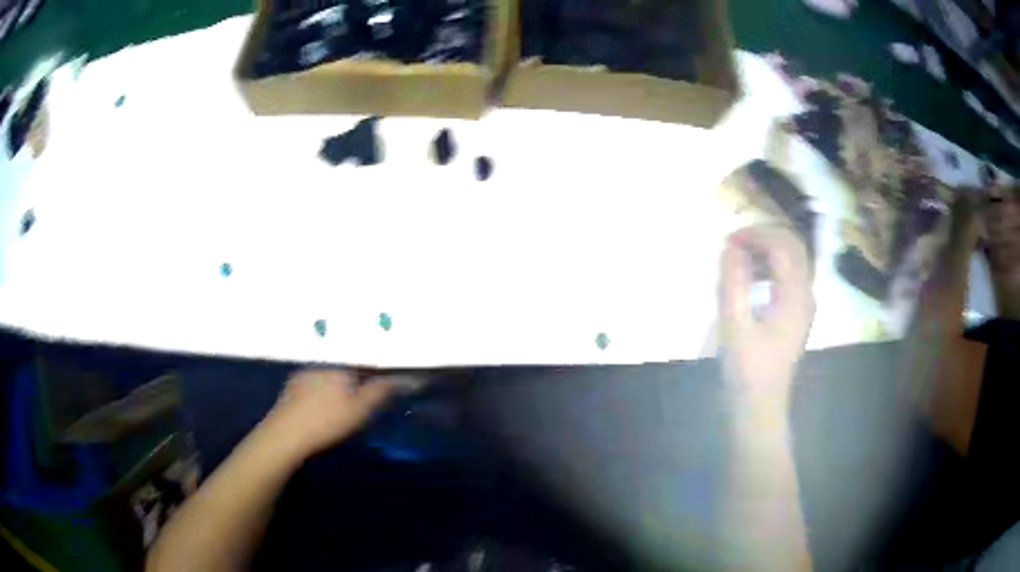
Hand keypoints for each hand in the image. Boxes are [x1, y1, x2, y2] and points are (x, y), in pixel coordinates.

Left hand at [264, 369, 396, 455]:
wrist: (285, 434)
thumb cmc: (327, 422)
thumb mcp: (360, 410)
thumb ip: (380, 391)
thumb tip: (404, 377)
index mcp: (341, 366)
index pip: (364, 363)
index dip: (376, 374)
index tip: (383, 386)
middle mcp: (322, 364)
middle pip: (345, 368)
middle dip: (355, 378)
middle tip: (362, 400)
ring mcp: (304, 374)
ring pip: (327, 375)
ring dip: (336, 385)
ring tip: (341, 405)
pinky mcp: (291, 387)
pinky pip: (312, 384)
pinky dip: (320, 391)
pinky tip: (319, 408)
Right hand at [720, 226, 814, 403]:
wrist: (759, 406)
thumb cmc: (747, 370)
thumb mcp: (734, 326)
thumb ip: (733, 283)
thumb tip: (730, 247)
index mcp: (795, 296)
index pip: (782, 246)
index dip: (755, 235)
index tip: (727, 241)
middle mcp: (805, 294)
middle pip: (793, 246)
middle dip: (764, 235)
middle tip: (734, 242)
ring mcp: (803, 304)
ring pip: (792, 259)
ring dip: (767, 249)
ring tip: (739, 255)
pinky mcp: (796, 313)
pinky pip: (788, 275)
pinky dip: (770, 265)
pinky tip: (751, 276)